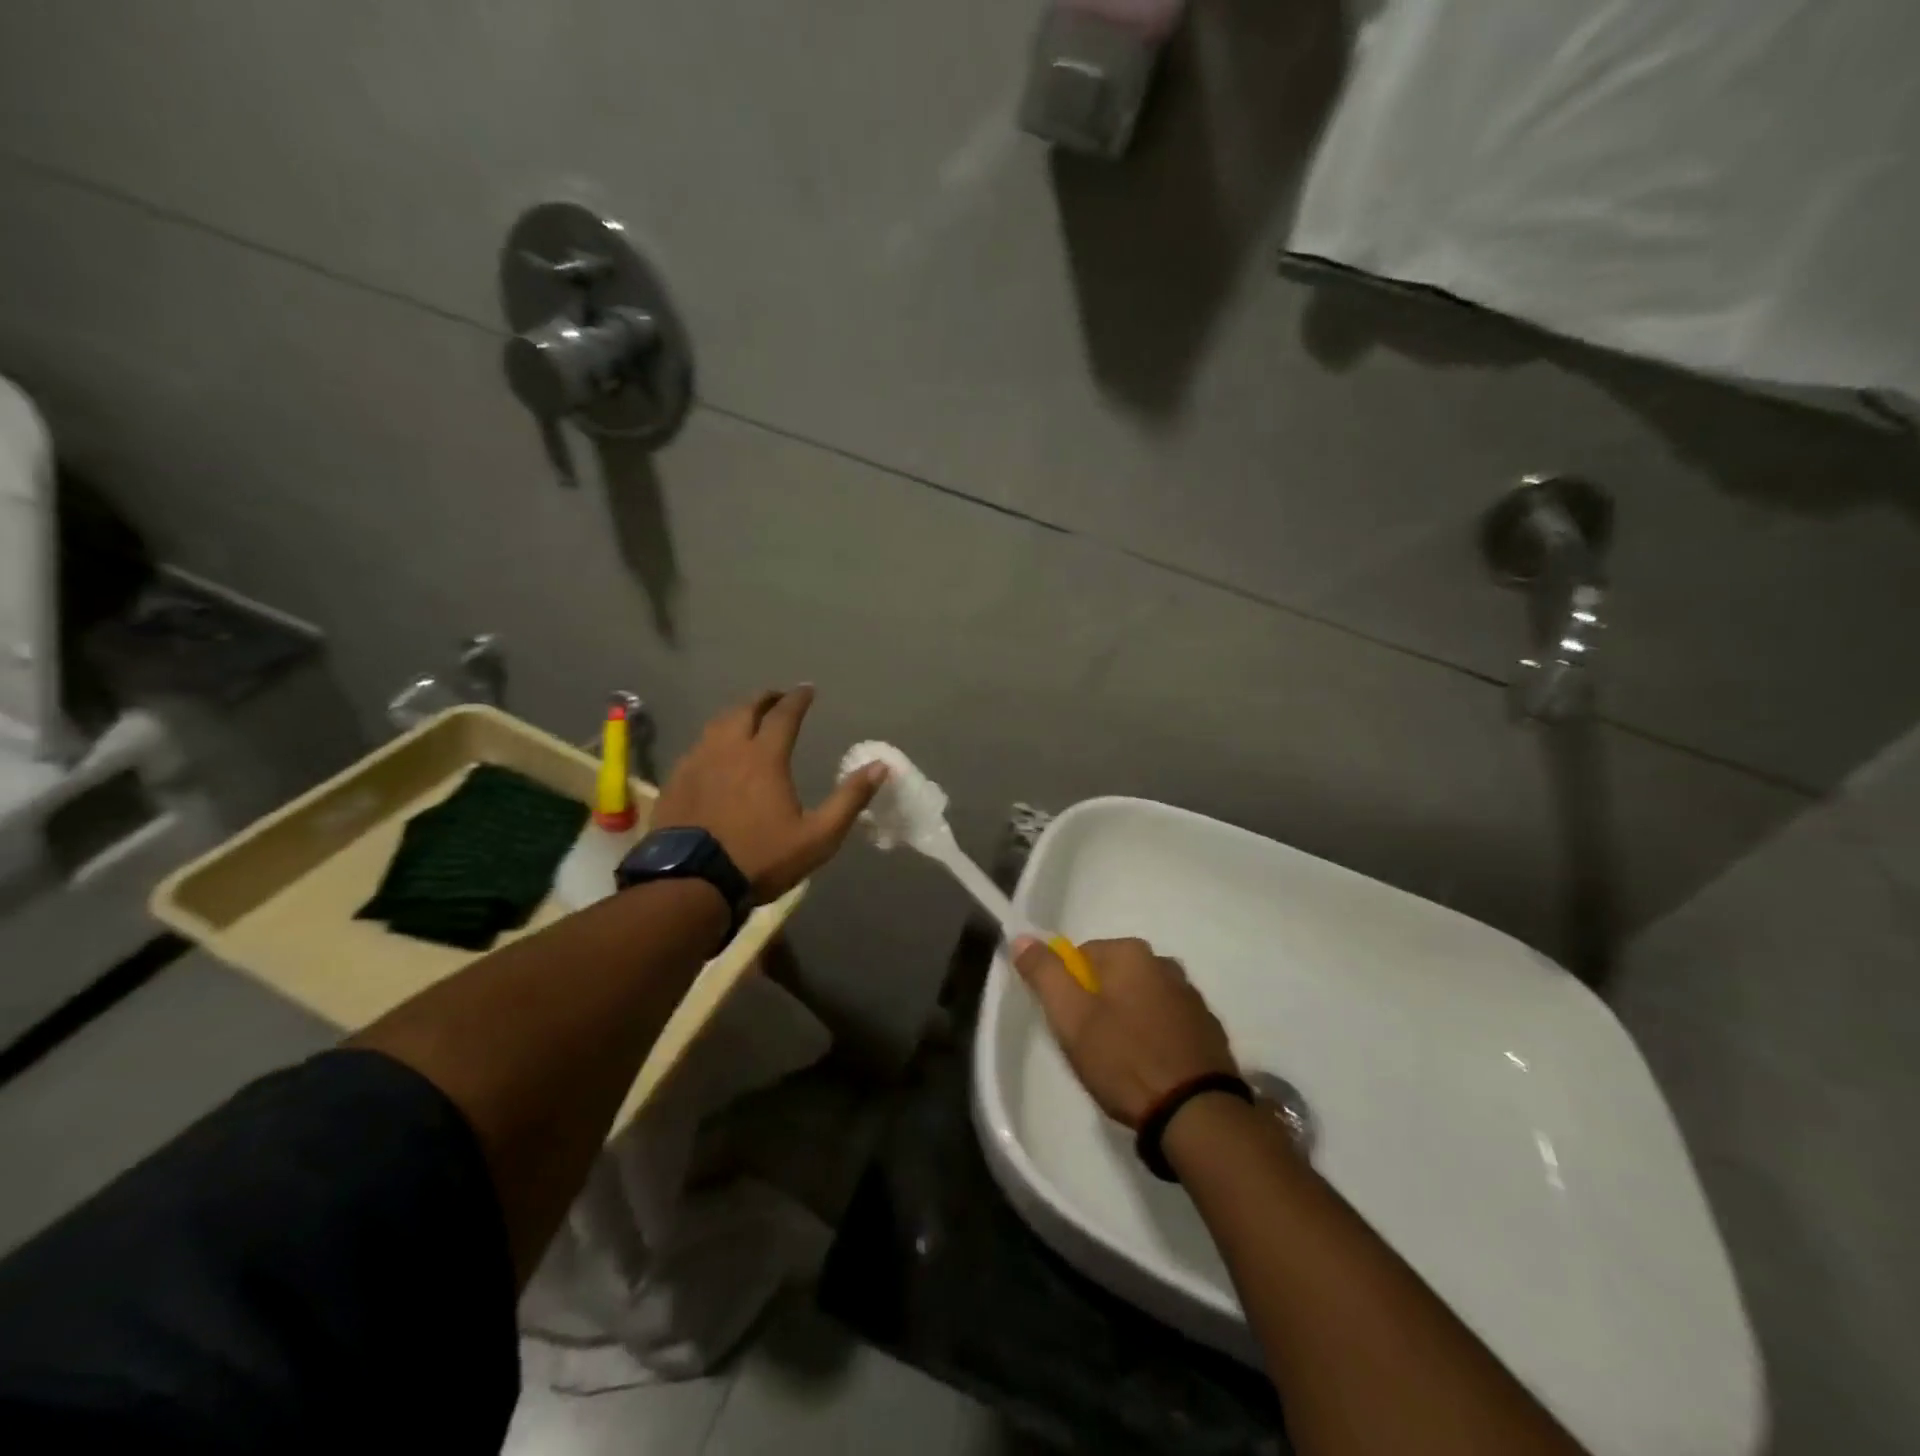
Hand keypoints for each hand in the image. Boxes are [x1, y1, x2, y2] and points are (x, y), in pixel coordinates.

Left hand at [652, 686, 886, 901]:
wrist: (692, 884)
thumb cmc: (761, 859)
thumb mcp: (818, 837)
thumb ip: (850, 799)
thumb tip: (880, 766)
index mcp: (764, 757)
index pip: (784, 715)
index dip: (798, 699)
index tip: (807, 689)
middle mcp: (729, 749)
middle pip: (745, 710)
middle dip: (764, 699)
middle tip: (776, 698)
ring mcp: (697, 763)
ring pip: (717, 725)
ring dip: (736, 715)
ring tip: (747, 718)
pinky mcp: (676, 781)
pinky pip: (697, 747)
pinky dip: (713, 739)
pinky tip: (715, 753)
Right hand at [1013, 936, 1236, 1128]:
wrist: (1195, 1113)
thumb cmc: (1124, 1059)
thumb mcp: (1071, 1017)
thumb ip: (1044, 973)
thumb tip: (1022, 937)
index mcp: (1131, 953)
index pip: (1081, 957)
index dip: (1069, 991)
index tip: (1071, 1026)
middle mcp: (1165, 963)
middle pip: (1113, 977)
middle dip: (1099, 1005)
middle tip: (1092, 1047)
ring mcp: (1192, 996)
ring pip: (1142, 999)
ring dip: (1129, 1020)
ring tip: (1122, 1063)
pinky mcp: (1209, 1028)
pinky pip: (1168, 1023)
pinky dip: (1156, 1037)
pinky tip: (1151, 1068)